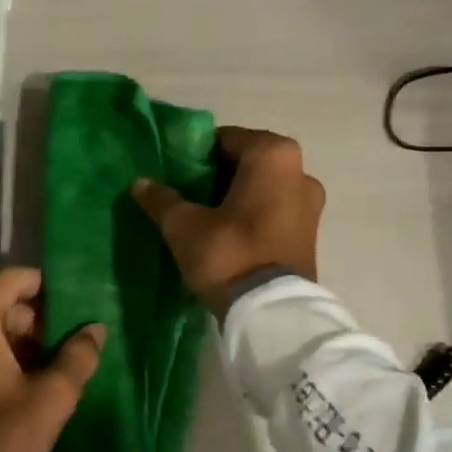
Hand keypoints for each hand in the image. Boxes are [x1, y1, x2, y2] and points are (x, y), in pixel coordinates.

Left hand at [0, 267, 104, 451]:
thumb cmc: (3, 444)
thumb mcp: (52, 398)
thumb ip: (78, 356)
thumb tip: (96, 329)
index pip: (12, 282)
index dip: (48, 284)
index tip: (83, 294)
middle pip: (3, 309)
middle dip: (45, 319)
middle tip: (86, 331)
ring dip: (33, 344)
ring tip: (76, 355)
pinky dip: (14, 363)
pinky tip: (50, 379)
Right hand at [131, 126, 324, 304]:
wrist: (271, 313)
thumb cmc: (229, 254)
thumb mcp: (184, 226)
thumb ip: (162, 199)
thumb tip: (139, 182)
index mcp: (272, 154)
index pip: (224, 139)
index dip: (195, 155)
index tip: (175, 174)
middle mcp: (300, 170)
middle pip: (247, 162)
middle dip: (217, 175)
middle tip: (187, 196)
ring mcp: (311, 203)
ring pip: (263, 188)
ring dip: (237, 197)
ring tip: (205, 218)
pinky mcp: (311, 232)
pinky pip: (275, 210)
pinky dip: (254, 215)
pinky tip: (229, 235)